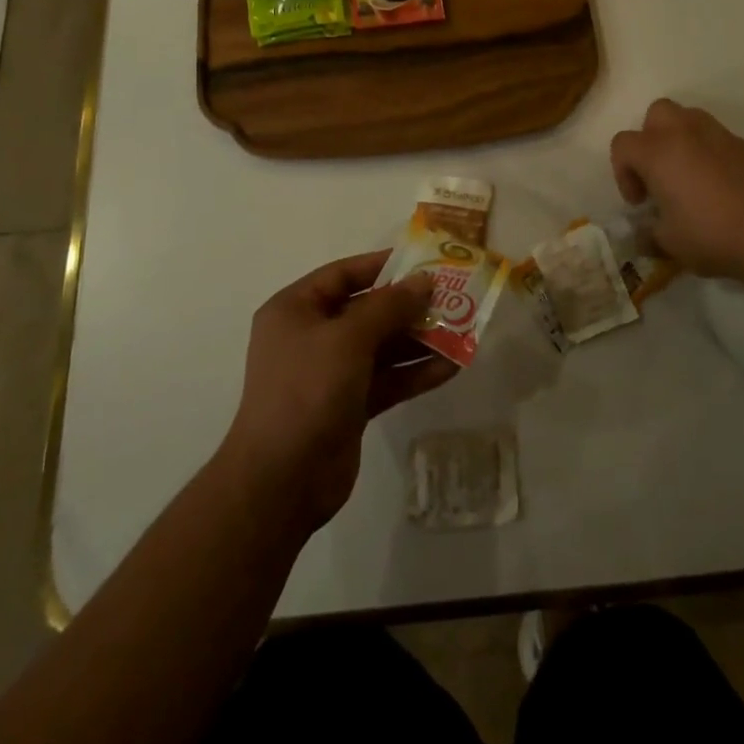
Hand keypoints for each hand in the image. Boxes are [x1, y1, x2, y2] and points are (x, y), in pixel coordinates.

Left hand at [220, 251, 457, 533]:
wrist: (281, 480)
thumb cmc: (307, 389)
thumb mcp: (348, 338)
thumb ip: (389, 306)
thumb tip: (424, 281)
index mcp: (296, 310)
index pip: (343, 274)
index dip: (382, 265)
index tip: (423, 262)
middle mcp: (311, 336)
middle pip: (367, 310)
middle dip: (409, 305)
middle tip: (453, 296)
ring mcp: (330, 373)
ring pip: (382, 346)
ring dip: (419, 339)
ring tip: (462, 330)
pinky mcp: (349, 405)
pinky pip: (387, 379)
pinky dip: (415, 372)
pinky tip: (451, 366)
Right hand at [610, 99, 743, 282]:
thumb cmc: (711, 235)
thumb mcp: (669, 243)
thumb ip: (649, 233)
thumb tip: (645, 234)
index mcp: (657, 152)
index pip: (622, 144)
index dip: (622, 172)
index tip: (640, 202)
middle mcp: (684, 133)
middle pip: (656, 114)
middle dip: (650, 139)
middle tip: (658, 174)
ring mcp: (718, 135)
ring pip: (688, 117)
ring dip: (679, 139)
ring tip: (687, 175)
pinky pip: (716, 137)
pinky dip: (708, 152)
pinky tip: (718, 185)